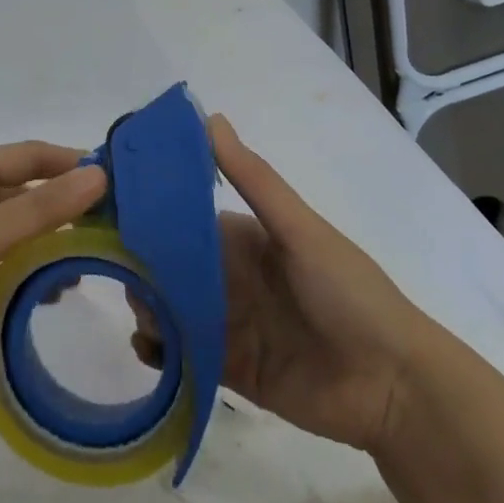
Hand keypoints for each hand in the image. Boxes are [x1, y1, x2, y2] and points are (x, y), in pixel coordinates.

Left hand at [0, 143, 106, 383]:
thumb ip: (41, 209)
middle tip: (106, 239)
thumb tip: (99, 174)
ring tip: (78, 276)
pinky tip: (35, 297)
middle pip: (17, 195)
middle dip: (59, 212)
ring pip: (3, 236)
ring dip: (37, 250)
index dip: (69, 162)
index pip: (28, 155)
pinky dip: (10, 278)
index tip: (115, 182)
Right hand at [132, 116, 427, 452]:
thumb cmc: (349, 292)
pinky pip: (182, 356)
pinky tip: (151, 350)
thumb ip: (254, 178)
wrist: (394, 386)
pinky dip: (160, 351)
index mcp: (242, 239)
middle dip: (141, 268)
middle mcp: (228, 278)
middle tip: (119, 274)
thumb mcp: (299, 229)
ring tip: (142, 317)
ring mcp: (227, 325)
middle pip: (169, 268)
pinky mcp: (228, 369)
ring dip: (148, 309)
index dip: (149, 216)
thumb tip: (208, 117)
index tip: (109, 212)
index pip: (183, 221)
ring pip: (169, 310)